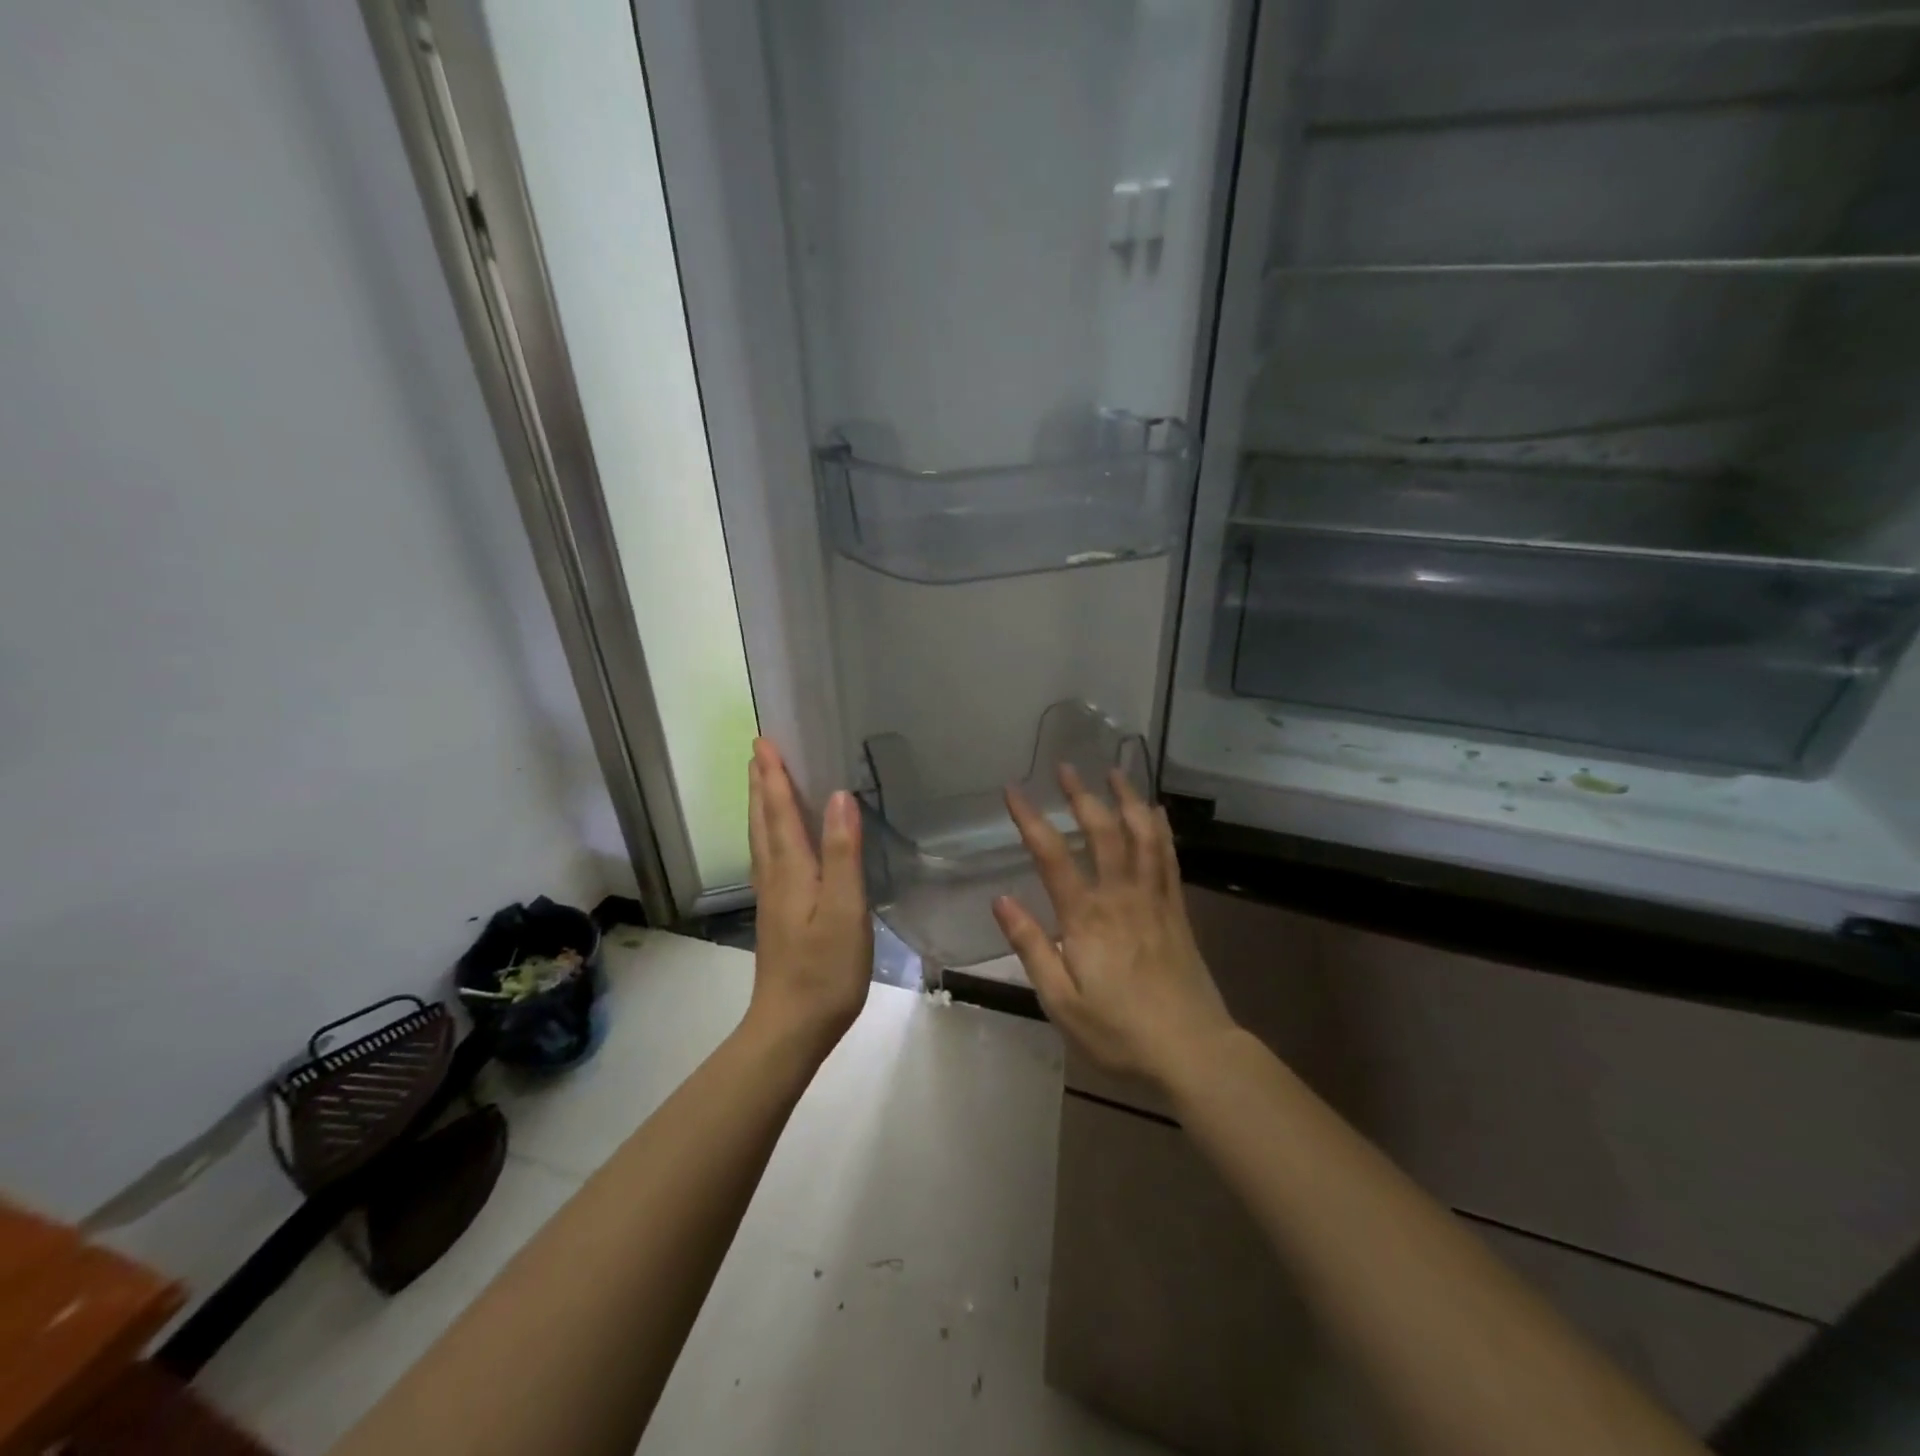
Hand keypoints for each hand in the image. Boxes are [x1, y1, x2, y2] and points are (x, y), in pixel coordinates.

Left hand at [746, 739, 871, 1056]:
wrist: (791, 1027)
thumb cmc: (825, 969)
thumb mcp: (844, 910)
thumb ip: (842, 853)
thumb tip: (839, 796)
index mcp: (791, 870)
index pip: (780, 812)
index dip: (775, 776)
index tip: (764, 741)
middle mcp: (775, 877)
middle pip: (764, 821)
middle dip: (762, 783)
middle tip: (758, 750)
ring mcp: (772, 898)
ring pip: (762, 839)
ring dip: (761, 805)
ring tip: (762, 782)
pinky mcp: (777, 915)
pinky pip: (768, 857)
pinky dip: (768, 833)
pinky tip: (775, 841)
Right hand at [994, 766, 1233, 1090]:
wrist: (1193, 1051)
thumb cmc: (1119, 1032)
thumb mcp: (1061, 1001)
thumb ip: (1031, 947)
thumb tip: (1000, 900)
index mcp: (1086, 918)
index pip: (1052, 856)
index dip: (1031, 819)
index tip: (1013, 790)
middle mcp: (1121, 896)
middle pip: (1102, 832)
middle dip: (1082, 795)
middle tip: (1066, 766)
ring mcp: (1154, 899)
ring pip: (1142, 835)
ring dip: (1126, 798)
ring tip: (1115, 771)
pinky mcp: (1177, 910)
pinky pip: (1169, 857)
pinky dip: (1161, 828)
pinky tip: (1156, 811)